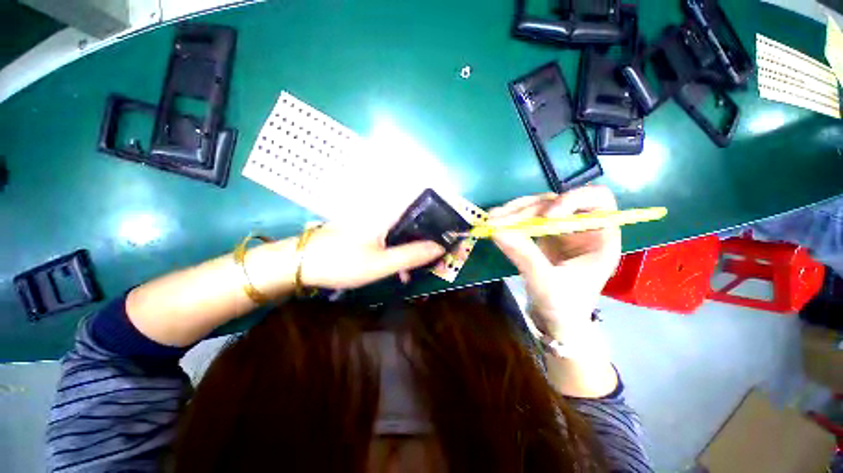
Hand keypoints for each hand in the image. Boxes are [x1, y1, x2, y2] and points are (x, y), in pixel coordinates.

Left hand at [297, 223, 445, 289]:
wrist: (300, 263)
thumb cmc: (341, 262)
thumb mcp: (380, 264)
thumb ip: (411, 255)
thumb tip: (439, 247)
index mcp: (386, 213)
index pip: (419, 200)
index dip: (437, 210)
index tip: (448, 227)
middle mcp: (381, 211)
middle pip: (413, 217)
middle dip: (425, 237)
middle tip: (433, 256)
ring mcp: (371, 220)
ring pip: (401, 229)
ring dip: (411, 247)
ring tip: (412, 270)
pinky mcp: (364, 229)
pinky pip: (389, 236)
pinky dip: (397, 249)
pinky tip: (396, 269)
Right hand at [489, 186, 620, 339]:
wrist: (557, 322)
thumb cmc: (564, 307)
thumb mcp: (546, 283)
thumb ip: (524, 255)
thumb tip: (495, 230)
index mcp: (599, 237)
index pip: (597, 199)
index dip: (572, 199)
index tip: (547, 216)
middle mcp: (581, 227)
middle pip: (556, 201)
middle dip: (527, 209)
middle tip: (499, 220)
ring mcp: (560, 230)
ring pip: (537, 207)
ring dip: (514, 212)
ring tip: (491, 220)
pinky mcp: (543, 235)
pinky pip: (526, 219)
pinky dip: (510, 219)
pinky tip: (495, 223)